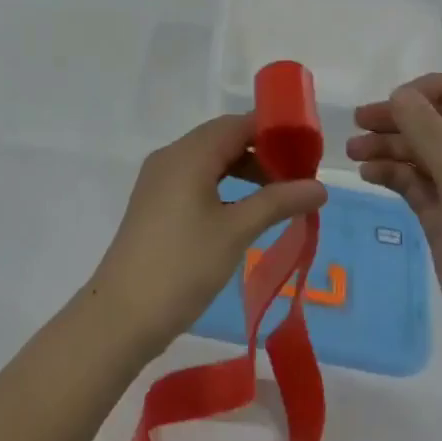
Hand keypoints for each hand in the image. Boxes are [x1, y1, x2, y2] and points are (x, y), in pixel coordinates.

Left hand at [88, 114, 327, 358]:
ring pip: (210, 161)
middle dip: (262, 152)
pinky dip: (223, 187)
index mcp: (189, 154)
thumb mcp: (236, 231)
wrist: (121, 316)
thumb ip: (278, 202)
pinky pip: (196, 180)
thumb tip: (320, 187)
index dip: (273, 131)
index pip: (238, 124)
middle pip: (223, 139)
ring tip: (277, 197)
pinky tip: (243, 212)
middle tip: (297, 177)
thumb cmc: (182, 266)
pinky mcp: (155, 204)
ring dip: (243, 171)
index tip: (306, 149)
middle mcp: (171, 157)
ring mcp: (159, 181)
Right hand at [347, 75, 441, 373]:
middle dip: (401, 119)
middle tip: (359, 123)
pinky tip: (369, 174)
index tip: (396, 100)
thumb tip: (400, 94)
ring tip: (353, 153)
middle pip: (441, 122)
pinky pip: (418, 182)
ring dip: (390, 147)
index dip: (433, 90)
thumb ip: (430, 135)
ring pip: (424, 152)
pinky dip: (394, 174)